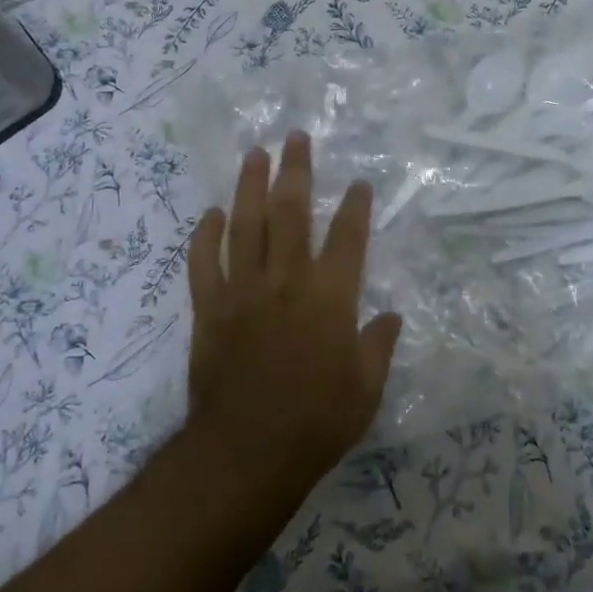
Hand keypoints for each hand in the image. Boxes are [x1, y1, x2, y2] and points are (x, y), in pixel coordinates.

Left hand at [186, 132, 402, 491]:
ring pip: (245, 225)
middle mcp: (286, 282)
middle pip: (291, 214)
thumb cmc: (315, 424)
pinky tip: (211, 213)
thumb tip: (390, 316)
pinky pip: (203, 263)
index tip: (358, 182)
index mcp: (330, 299)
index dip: (355, 206)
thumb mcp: (365, 391)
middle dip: (295, 172)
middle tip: (295, 138)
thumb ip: (378, 347)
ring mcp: (243, 291)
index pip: (347, 238)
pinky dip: (205, 235)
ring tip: (255, 154)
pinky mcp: (209, 309)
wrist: (245, 453)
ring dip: (250, 186)